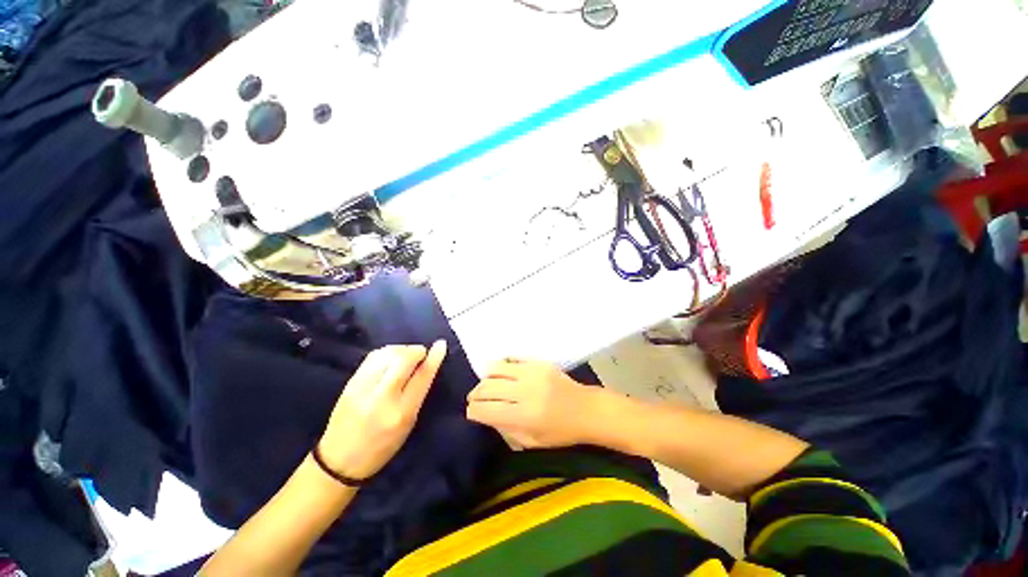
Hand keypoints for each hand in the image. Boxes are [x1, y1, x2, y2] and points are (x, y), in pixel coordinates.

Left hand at [318, 341, 446, 479]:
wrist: (340, 459)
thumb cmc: (383, 446)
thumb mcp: (409, 422)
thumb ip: (418, 392)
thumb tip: (427, 364)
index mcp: (402, 412)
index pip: (422, 376)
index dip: (434, 357)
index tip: (441, 344)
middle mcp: (382, 397)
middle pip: (404, 359)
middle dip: (416, 350)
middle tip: (421, 354)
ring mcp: (363, 388)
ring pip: (387, 354)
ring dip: (402, 349)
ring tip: (406, 355)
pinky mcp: (350, 383)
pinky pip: (372, 356)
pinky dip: (386, 352)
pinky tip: (391, 357)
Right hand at [466, 359, 603, 448]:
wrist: (586, 409)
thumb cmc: (561, 432)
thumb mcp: (532, 441)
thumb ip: (506, 428)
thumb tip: (486, 414)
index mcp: (524, 415)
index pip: (486, 410)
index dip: (473, 411)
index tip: (472, 413)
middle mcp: (525, 390)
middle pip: (487, 387)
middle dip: (475, 394)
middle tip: (475, 399)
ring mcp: (532, 372)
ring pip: (495, 368)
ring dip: (486, 377)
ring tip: (488, 385)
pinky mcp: (539, 361)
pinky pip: (512, 358)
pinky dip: (503, 365)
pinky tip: (503, 373)